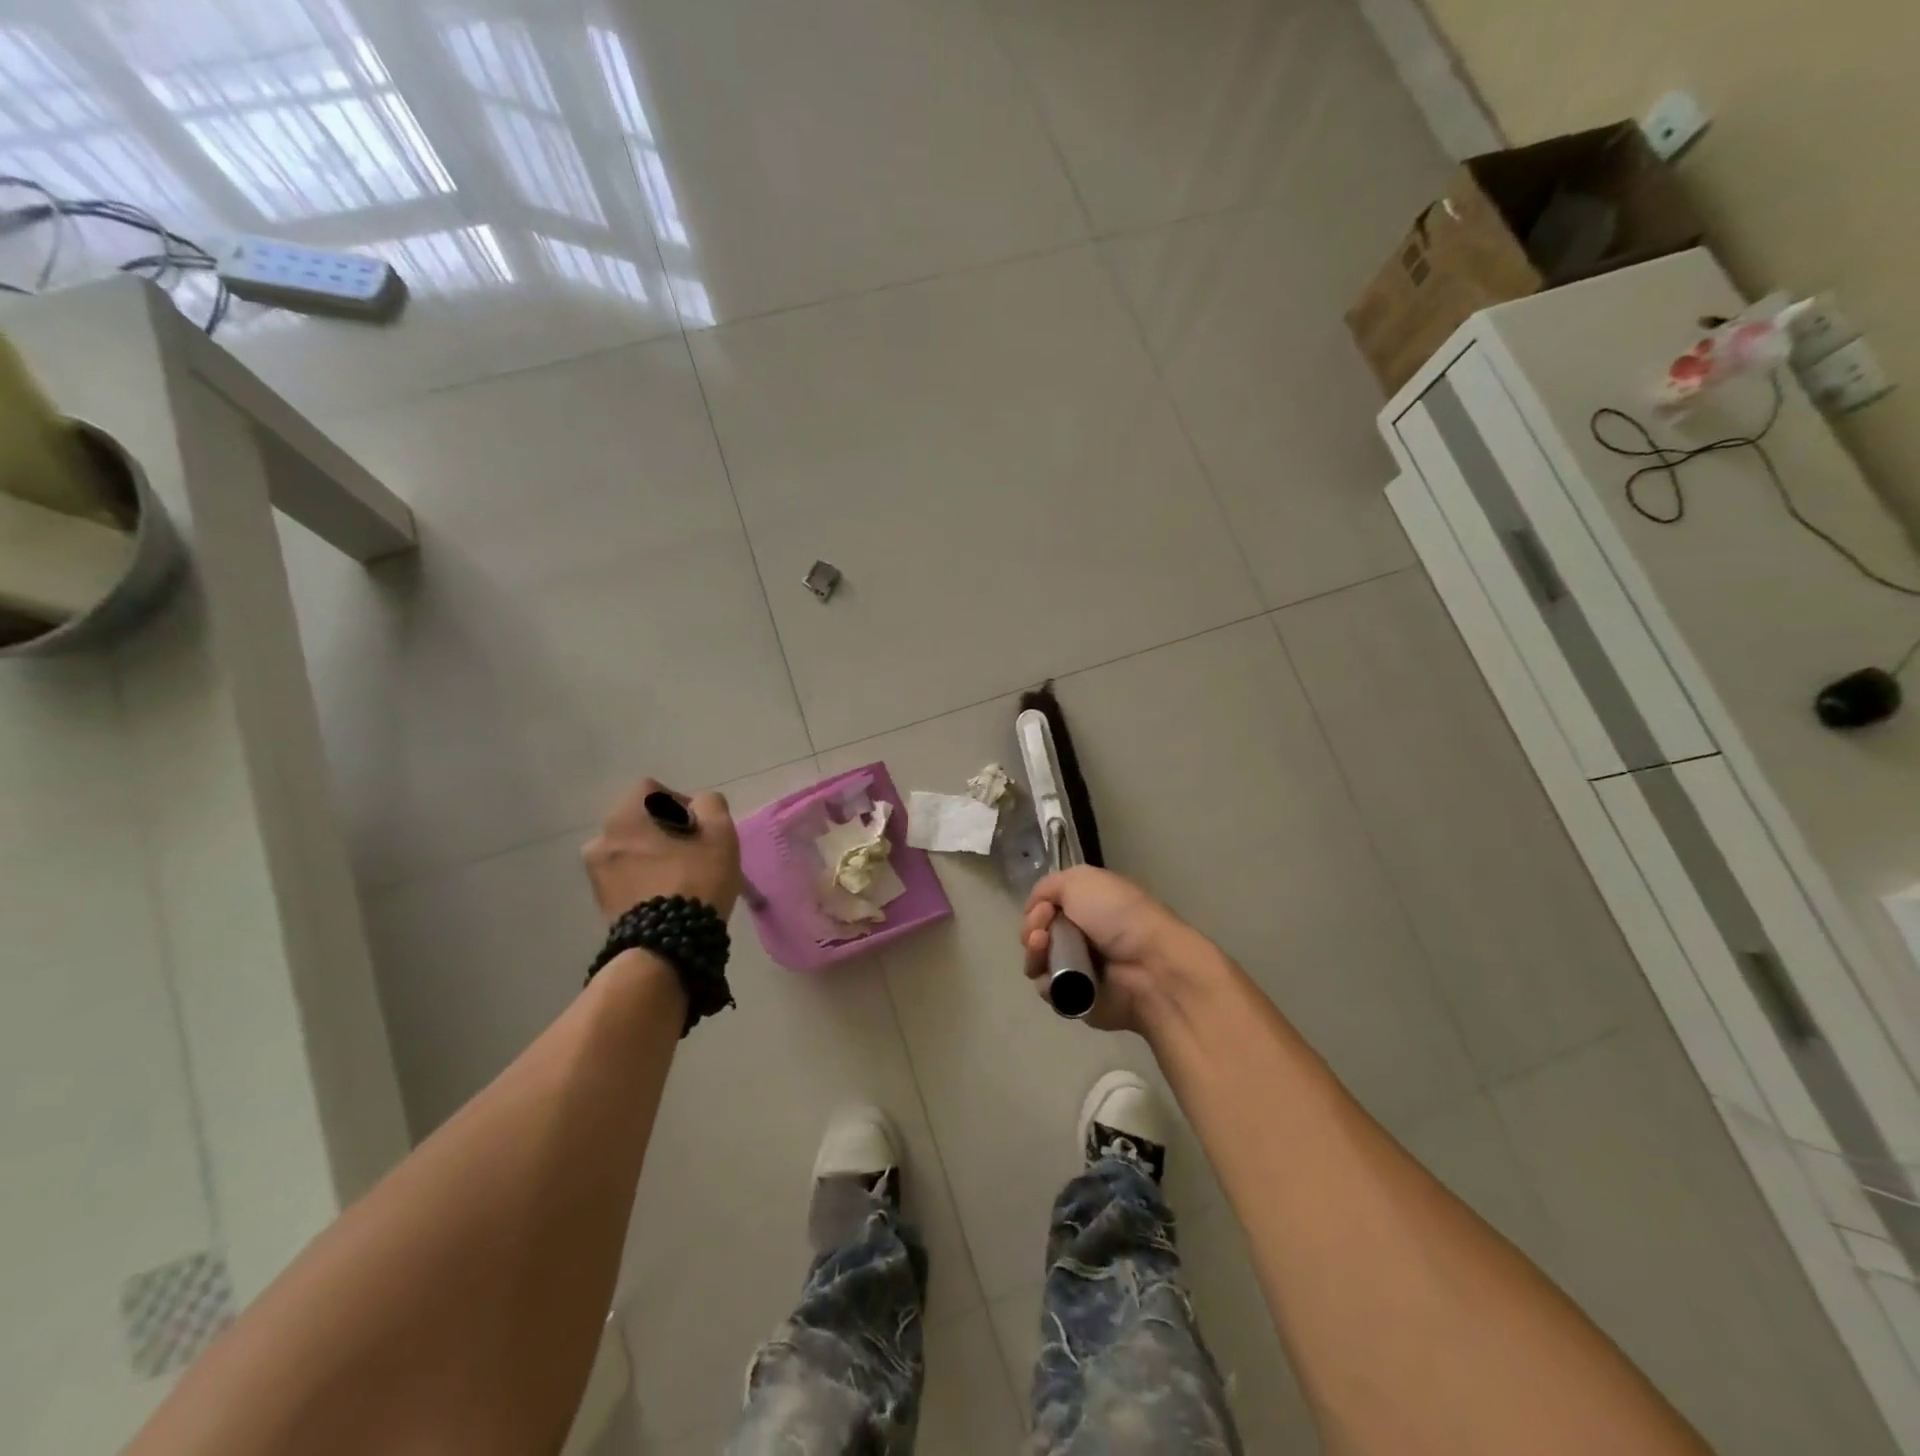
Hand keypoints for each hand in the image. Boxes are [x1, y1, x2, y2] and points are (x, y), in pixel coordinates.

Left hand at [583, 778, 742, 922]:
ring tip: (682, 877)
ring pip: (632, 851)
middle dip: (666, 831)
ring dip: (654, 856)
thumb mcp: (719, 835)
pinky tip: (669, 896)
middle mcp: (600, 840)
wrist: (666, 947)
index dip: (680, 802)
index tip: (700, 827)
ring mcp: (596, 875)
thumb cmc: (694, 881)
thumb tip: (700, 805)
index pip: (651, 790)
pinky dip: (645, 879)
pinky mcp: (601, 903)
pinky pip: (627, 877)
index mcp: (624, 818)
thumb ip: (711, 805)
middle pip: (640, 822)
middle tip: (695, 852)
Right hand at [1020, 867, 1213, 1033]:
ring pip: (1038, 962)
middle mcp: (1082, 936)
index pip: (1047, 907)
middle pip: (1037, 934)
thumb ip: (1048, 886)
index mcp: (1088, 907)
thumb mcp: (1081, 879)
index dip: (1037, 907)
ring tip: (1043, 950)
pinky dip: (1047, 983)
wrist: (1149, 966)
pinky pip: (1049, 991)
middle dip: (1032, 930)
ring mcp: (1079, 969)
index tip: (1044, 909)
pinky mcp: (1078, 1000)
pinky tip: (1057, 977)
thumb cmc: (1118, 915)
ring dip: (1034, 954)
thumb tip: (1035, 908)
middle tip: (1041, 933)